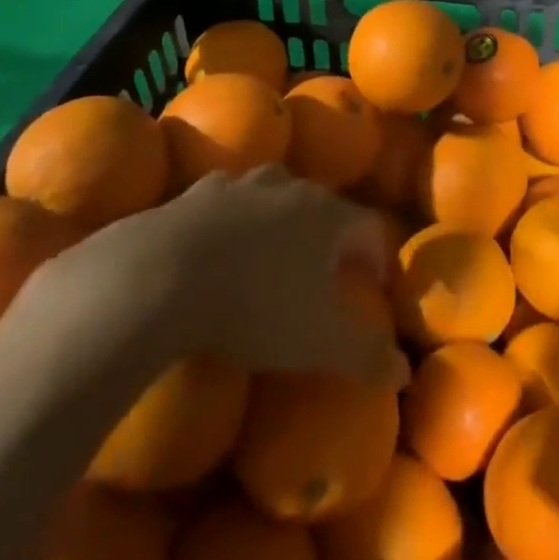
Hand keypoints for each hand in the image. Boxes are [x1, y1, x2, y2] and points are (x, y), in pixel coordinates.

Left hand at [16, 166, 407, 389]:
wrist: (154, 279)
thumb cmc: (254, 306)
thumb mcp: (317, 342)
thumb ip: (366, 355)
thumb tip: (404, 372)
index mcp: (326, 215)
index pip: (368, 227)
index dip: (376, 257)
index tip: (370, 286)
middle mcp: (287, 188)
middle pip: (322, 204)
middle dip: (329, 236)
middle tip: (323, 273)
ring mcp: (237, 186)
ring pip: (272, 194)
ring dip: (279, 220)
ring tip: (270, 255)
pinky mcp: (190, 194)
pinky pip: (222, 202)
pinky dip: (229, 220)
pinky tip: (215, 248)